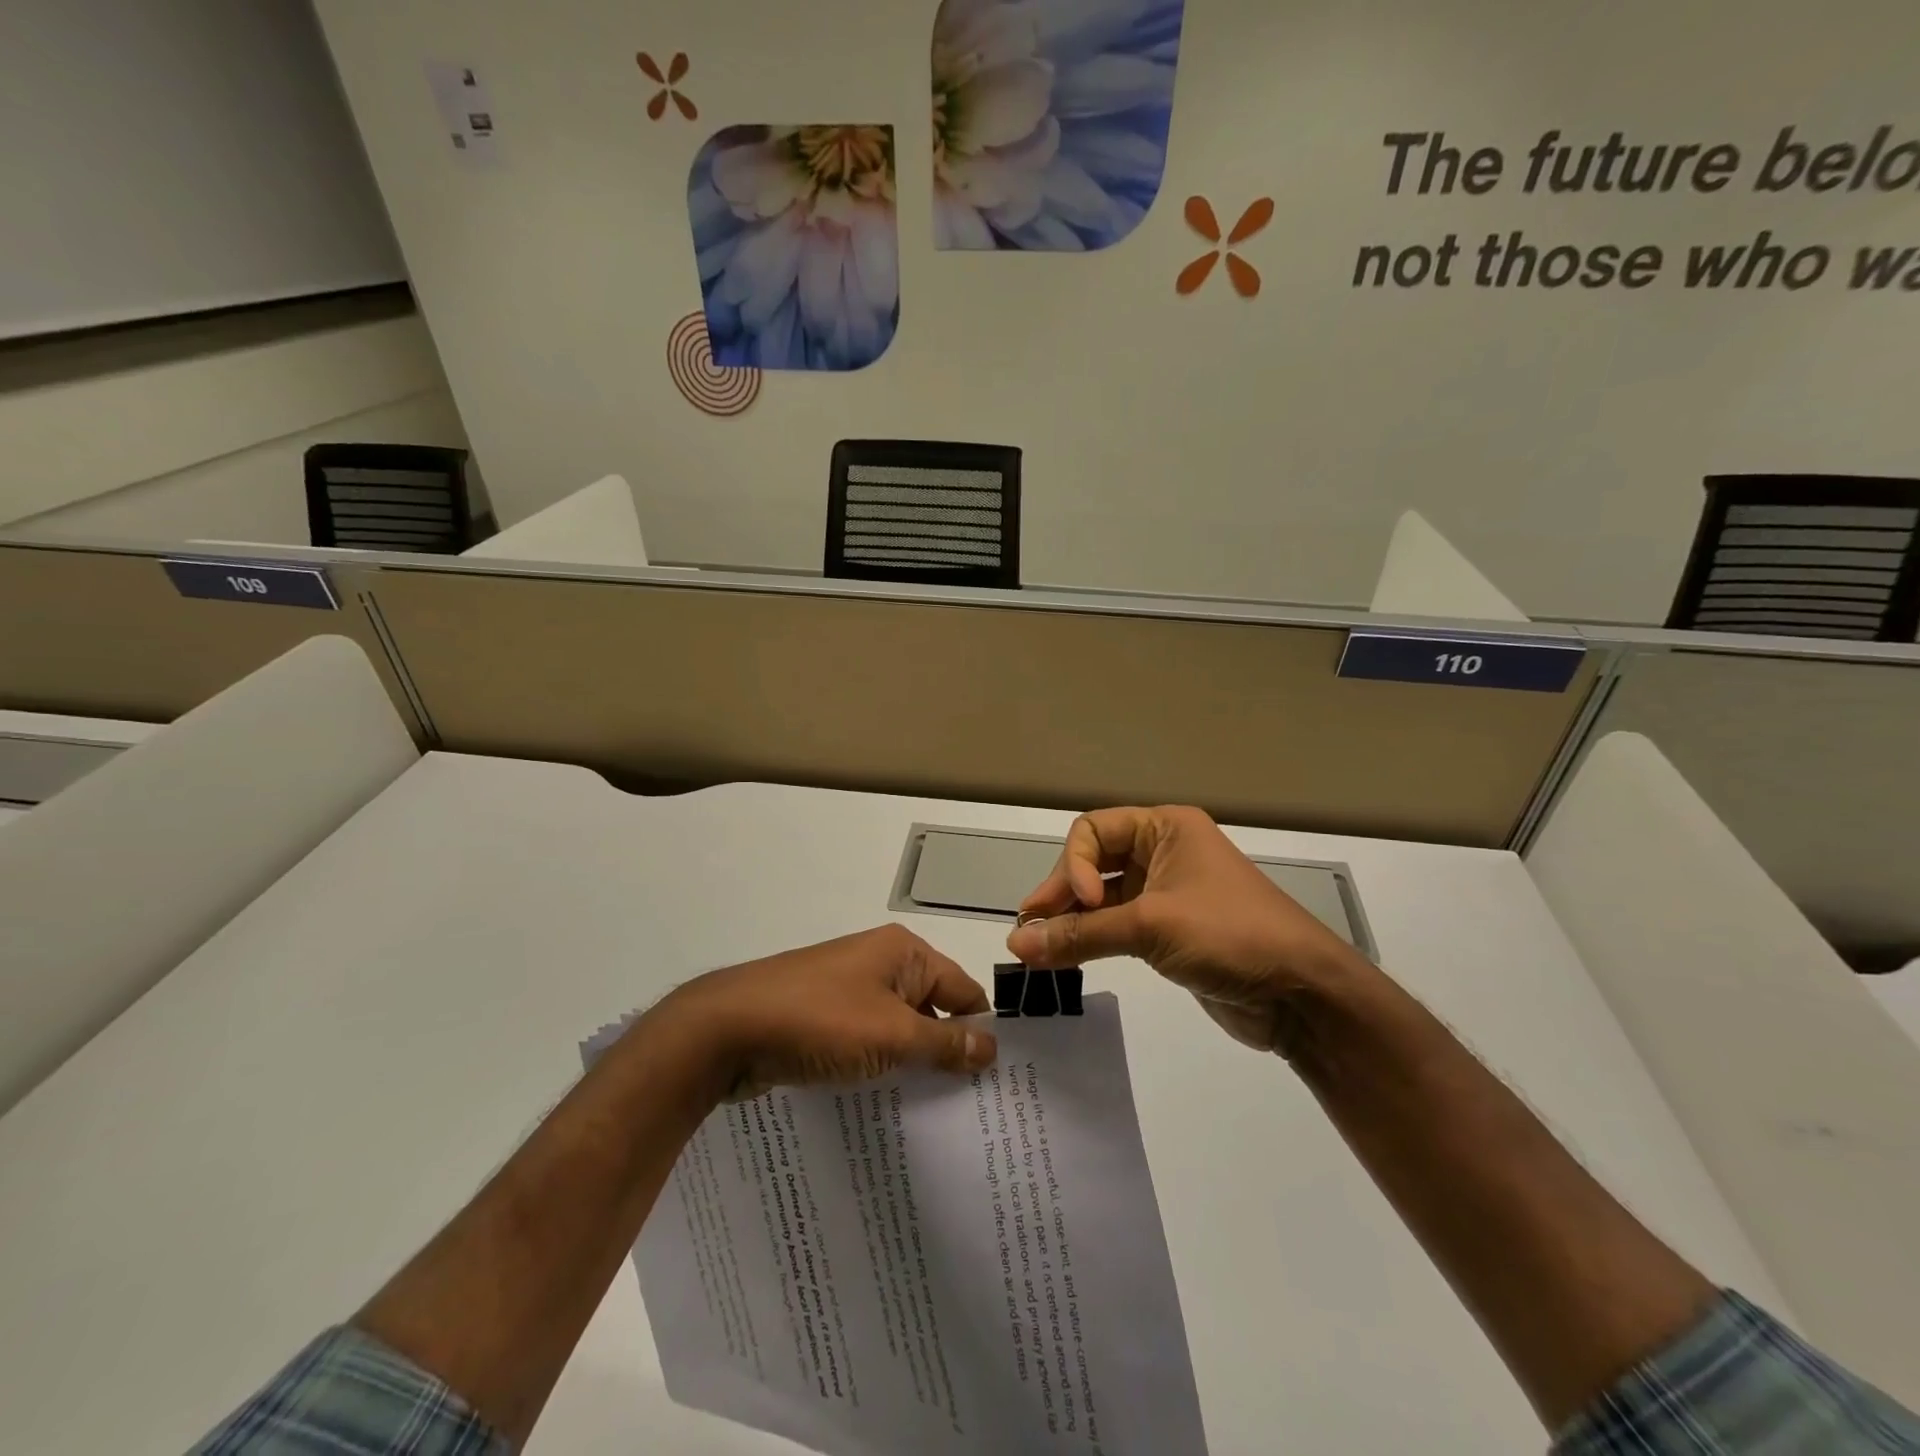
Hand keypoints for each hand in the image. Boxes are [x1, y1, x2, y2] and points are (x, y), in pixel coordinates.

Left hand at [655, 925, 997, 1099]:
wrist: (728, 1028)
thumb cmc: (820, 1021)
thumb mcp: (892, 1035)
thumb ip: (945, 1043)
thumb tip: (992, 1048)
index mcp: (904, 953)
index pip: (963, 989)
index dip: (980, 1031)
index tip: (999, 1083)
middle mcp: (880, 964)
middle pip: (932, 1009)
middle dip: (948, 1053)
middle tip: (974, 1110)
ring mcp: (848, 990)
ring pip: (898, 1030)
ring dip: (912, 1065)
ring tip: (938, 1118)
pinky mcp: (824, 1017)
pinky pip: (866, 1041)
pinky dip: (879, 1068)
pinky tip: (888, 1108)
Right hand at [1004, 806, 1367, 1054]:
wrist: (1301, 994)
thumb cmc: (1229, 935)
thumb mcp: (1151, 927)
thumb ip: (1080, 935)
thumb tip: (1016, 945)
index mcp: (1166, 829)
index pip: (1094, 831)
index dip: (1075, 864)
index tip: (1081, 903)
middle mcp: (1163, 853)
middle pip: (1093, 862)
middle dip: (1062, 893)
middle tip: (1030, 929)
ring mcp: (1166, 894)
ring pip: (1102, 897)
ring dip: (1071, 920)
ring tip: (1037, 948)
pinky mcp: (1168, 932)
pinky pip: (1116, 926)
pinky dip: (1091, 939)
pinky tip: (1066, 957)